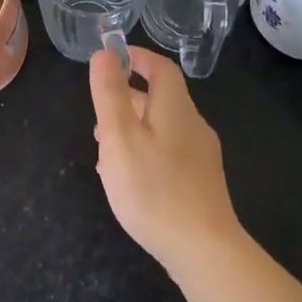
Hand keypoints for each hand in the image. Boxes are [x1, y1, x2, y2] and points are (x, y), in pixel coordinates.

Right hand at [90, 46, 243, 273]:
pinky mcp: (201, 183)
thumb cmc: (153, 189)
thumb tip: (104, 53)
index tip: (112, 57)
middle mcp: (193, 127)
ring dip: (134, 129)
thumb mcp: (120, 137)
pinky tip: (129, 178)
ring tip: (105, 149)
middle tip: (99, 114)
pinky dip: (145, 152)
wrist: (202, 248)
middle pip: (162, 100)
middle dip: (129, 99)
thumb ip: (110, 94)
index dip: (137, 57)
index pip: (161, 69)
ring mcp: (201, 157)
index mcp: (175, 110)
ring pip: (163, 129)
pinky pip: (169, 154)